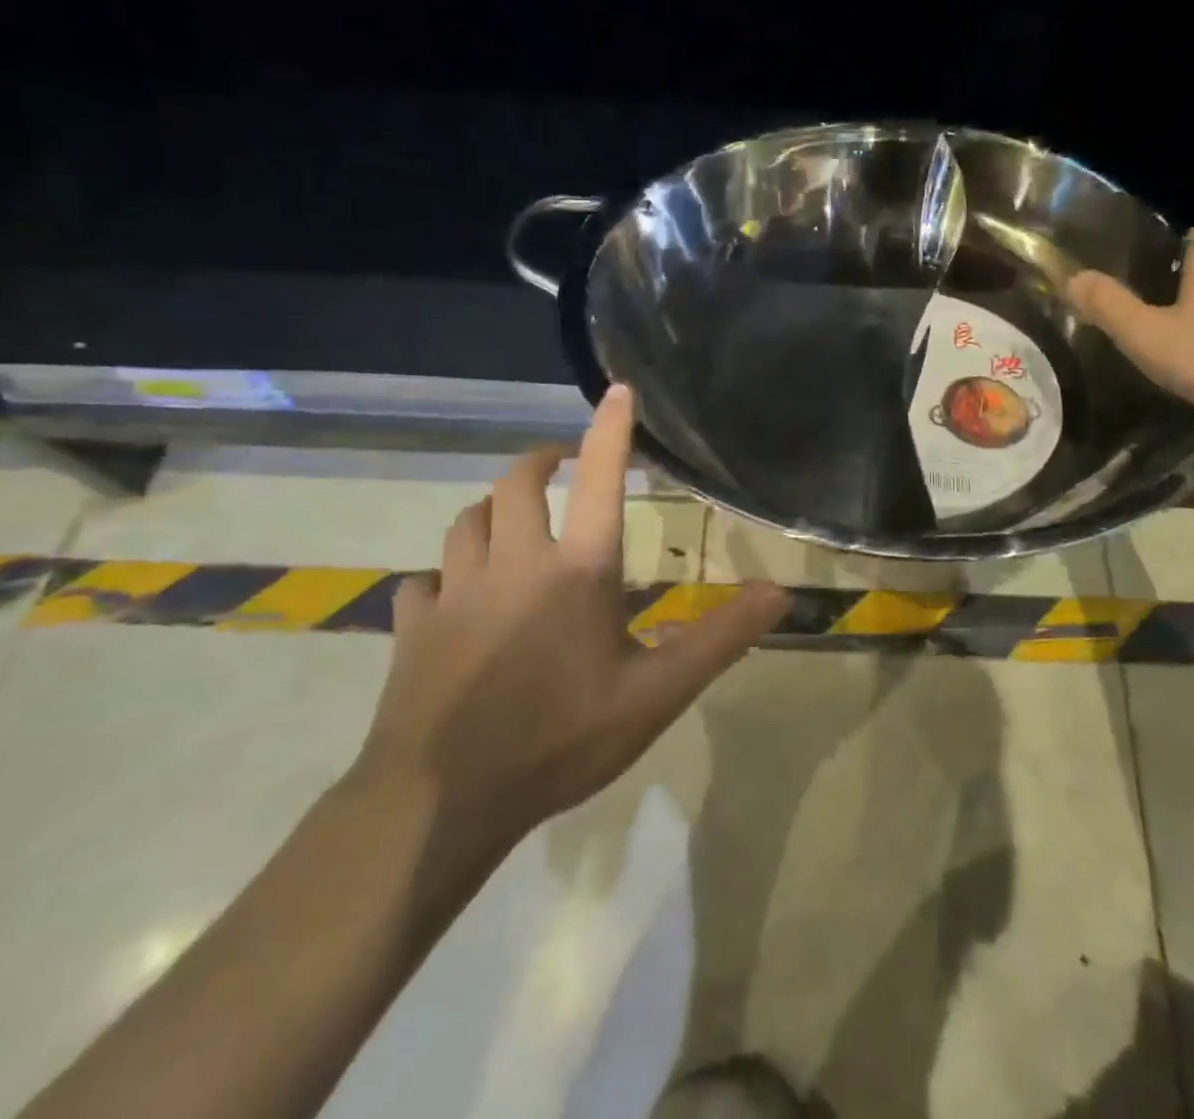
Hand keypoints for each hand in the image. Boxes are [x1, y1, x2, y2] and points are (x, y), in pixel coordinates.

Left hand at [354, 384, 789, 864]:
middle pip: (516, 484)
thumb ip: (720, 638)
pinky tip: (456, 598)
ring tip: (511, 521)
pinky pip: (425, 581)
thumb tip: (780, 593)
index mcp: (576, 569)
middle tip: (561, 463)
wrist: (441, 802)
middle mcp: (513, 562)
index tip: (617, 390)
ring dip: (492, 510)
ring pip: (466, 522)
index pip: (597, 479)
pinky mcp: (414, 626)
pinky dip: (445, 576)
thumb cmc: (561, 739)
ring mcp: (454, 591)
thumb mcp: (657, 695)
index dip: (611, 430)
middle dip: (541, 461)